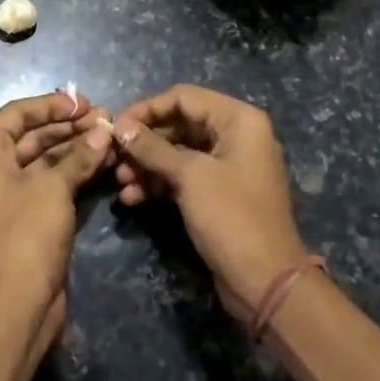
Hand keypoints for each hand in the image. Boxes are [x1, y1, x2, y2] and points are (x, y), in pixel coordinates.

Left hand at [0, 90, 114, 347]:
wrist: (14, 306)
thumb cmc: (25, 233)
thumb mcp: (54, 187)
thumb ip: (79, 154)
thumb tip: (104, 130)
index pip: (19, 112)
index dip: (53, 104)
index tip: (86, 101)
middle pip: (32, 134)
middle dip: (70, 127)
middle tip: (107, 119)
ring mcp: (5, 192)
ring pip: (43, 159)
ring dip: (76, 148)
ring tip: (111, 137)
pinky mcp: (23, 215)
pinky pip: (49, 182)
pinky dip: (73, 172)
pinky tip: (103, 161)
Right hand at [110, 85, 310, 320]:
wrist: (266, 283)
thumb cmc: (231, 216)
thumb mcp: (189, 176)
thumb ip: (152, 148)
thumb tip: (120, 127)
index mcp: (238, 120)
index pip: (184, 97)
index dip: (148, 108)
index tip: (117, 126)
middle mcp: (236, 135)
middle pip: (180, 124)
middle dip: (145, 142)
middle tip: (114, 157)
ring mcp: (228, 166)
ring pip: (178, 153)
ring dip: (147, 165)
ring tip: (120, 182)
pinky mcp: (219, 194)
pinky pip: (184, 177)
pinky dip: (159, 184)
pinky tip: (132, 198)